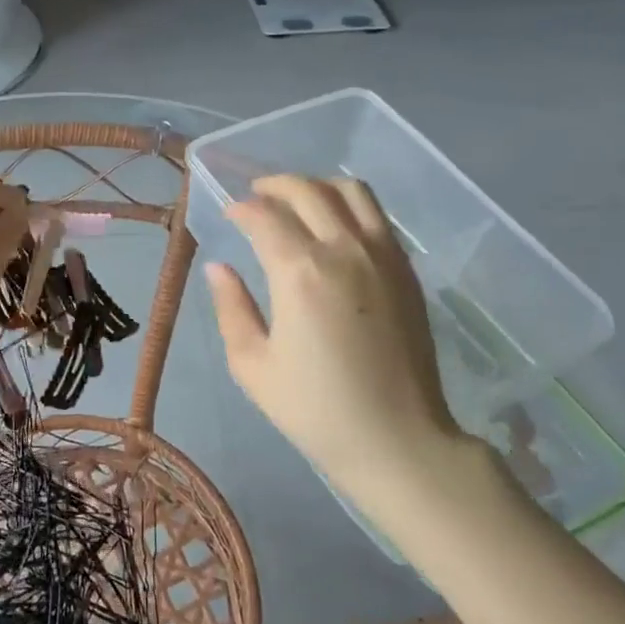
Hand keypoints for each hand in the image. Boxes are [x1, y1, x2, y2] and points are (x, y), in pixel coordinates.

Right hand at [204, 176, 459, 479]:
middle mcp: (344, 250)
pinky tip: (334, 224)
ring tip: (296, 201)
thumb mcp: (252, 365)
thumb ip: (231, 307)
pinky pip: (377, 214)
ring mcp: (382, 255)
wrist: (397, 438)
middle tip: (255, 197)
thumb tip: (219, 267)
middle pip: (307, 190)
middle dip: (274, 185)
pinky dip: (349, 204)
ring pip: (350, 190)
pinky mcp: (405, 269)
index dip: (241, 208)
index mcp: (300, 273)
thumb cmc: (315, 408)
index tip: (229, 214)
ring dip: (316, 185)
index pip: (265, 216)